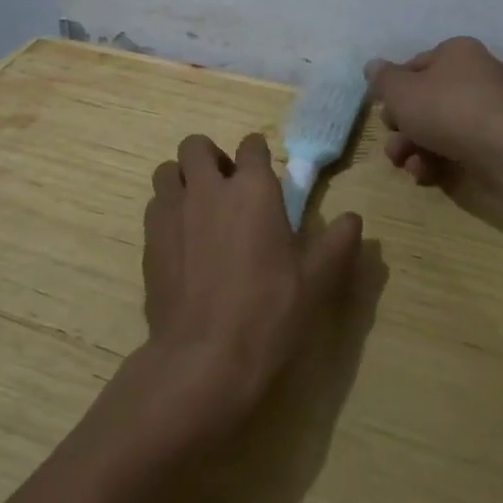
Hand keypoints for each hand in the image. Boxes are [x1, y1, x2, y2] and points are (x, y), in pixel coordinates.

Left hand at [140, 132, 361, 434]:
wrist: (204, 357)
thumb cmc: (268, 313)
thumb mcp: (316, 281)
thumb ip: (336, 243)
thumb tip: (353, 219)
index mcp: (253, 189)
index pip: (251, 145)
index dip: (257, 155)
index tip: (263, 174)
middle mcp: (208, 188)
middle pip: (196, 146)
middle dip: (209, 157)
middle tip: (224, 187)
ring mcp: (172, 211)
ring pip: (168, 171)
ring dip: (182, 180)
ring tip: (197, 209)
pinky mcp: (148, 239)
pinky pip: (154, 205)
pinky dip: (166, 211)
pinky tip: (181, 242)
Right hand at [366, 37, 502, 184]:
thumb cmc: (445, 109)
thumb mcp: (400, 91)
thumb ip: (383, 79)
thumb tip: (372, 66)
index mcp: (457, 52)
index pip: (415, 65)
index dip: (394, 89)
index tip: (383, 111)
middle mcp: (477, 74)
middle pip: (427, 99)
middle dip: (403, 125)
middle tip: (392, 143)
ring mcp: (491, 108)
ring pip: (441, 125)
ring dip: (415, 146)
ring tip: (404, 164)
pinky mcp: (498, 139)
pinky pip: (461, 144)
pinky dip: (439, 158)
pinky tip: (426, 174)